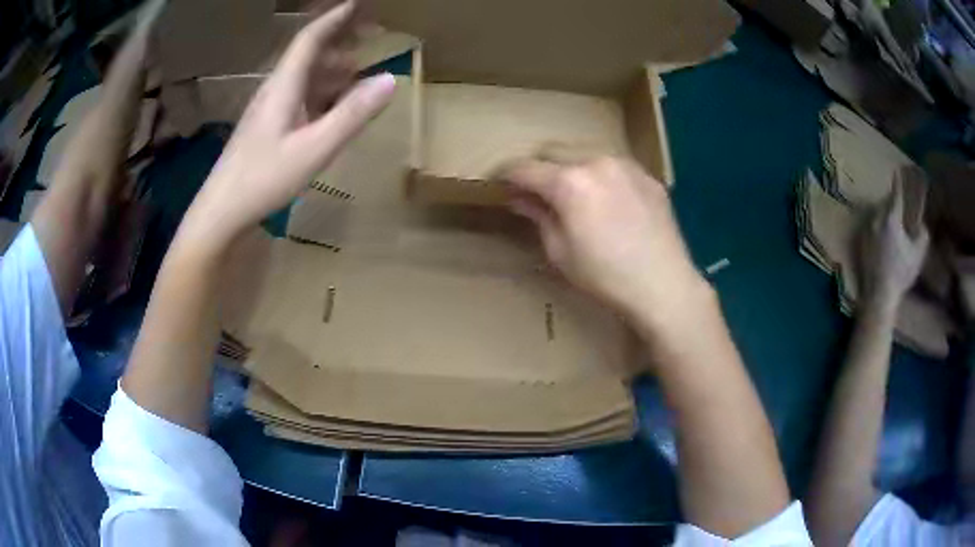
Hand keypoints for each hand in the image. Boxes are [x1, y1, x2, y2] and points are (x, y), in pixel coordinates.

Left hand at [185, 1, 394, 243]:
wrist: (221, 212)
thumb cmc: (263, 179)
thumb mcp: (314, 149)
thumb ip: (352, 115)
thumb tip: (390, 80)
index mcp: (284, 85)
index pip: (311, 38)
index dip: (335, 18)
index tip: (359, 2)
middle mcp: (276, 89)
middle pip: (309, 52)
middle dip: (340, 37)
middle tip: (372, 30)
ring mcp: (271, 109)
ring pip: (306, 75)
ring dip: (333, 65)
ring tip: (361, 63)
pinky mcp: (269, 126)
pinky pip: (302, 96)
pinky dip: (324, 90)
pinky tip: (336, 100)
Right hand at [499, 153, 709, 333]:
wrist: (664, 285)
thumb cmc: (606, 277)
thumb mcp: (560, 252)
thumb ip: (538, 216)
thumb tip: (520, 198)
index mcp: (569, 182)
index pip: (525, 167)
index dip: (506, 174)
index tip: (498, 183)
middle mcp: (596, 161)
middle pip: (553, 150)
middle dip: (538, 166)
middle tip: (534, 190)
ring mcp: (625, 165)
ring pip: (584, 152)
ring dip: (569, 166)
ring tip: (571, 192)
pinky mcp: (647, 175)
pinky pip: (613, 164)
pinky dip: (598, 174)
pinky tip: (605, 199)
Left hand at [860, 167, 929, 304]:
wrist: (879, 294)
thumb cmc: (901, 274)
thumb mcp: (918, 254)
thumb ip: (921, 234)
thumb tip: (921, 224)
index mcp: (891, 217)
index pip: (896, 193)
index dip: (898, 181)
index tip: (899, 171)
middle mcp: (876, 218)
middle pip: (885, 202)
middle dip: (893, 201)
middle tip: (900, 203)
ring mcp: (867, 229)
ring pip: (877, 212)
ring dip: (885, 213)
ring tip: (893, 220)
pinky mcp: (860, 240)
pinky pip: (871, 225)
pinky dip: (878, 224)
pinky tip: (883, 235)